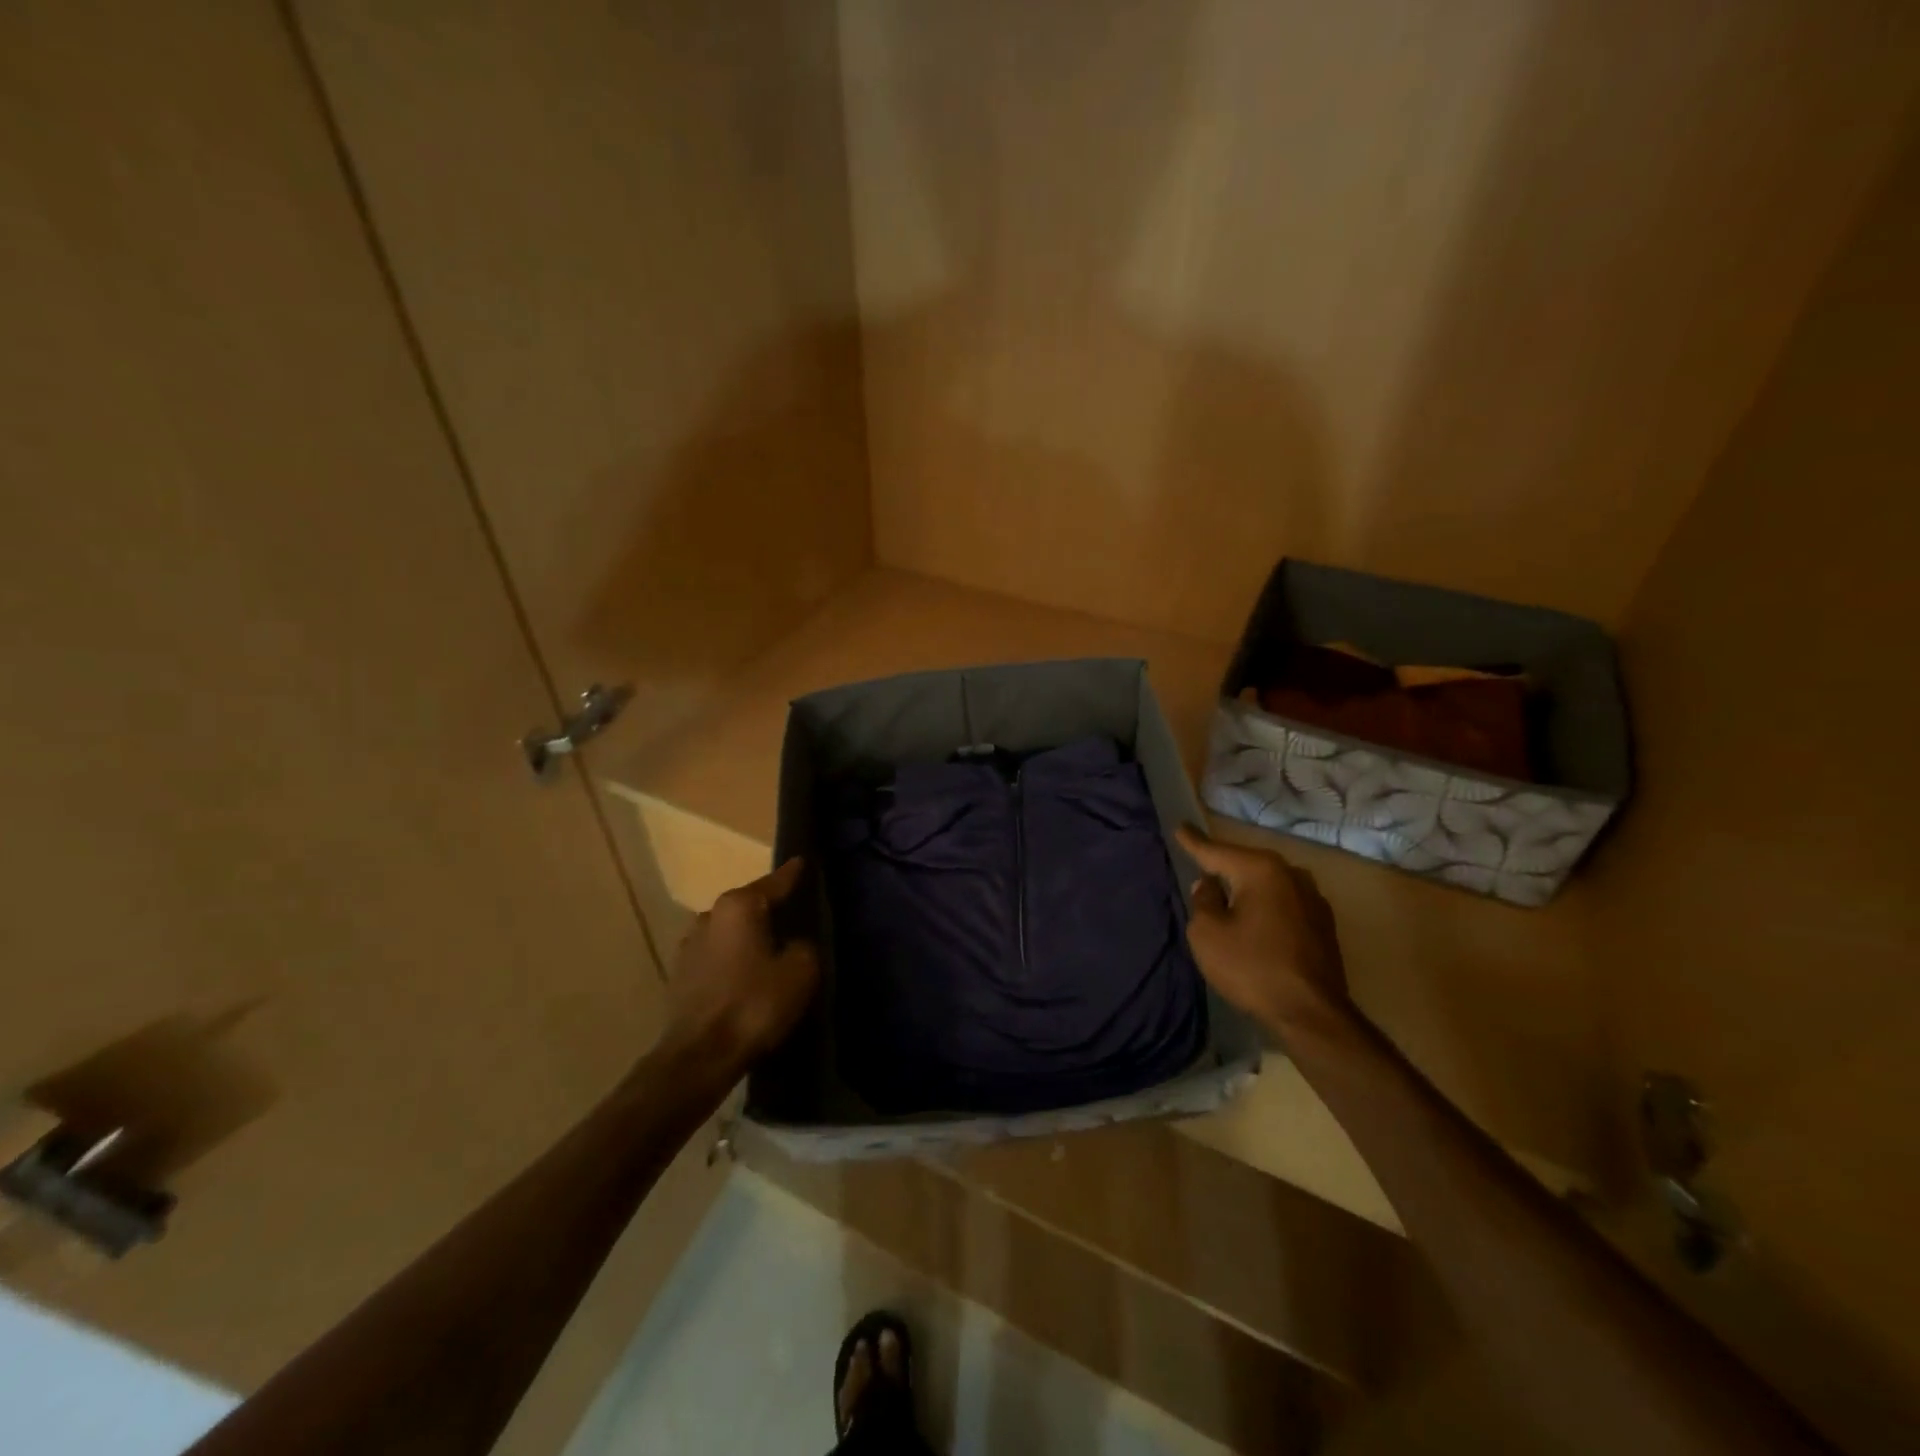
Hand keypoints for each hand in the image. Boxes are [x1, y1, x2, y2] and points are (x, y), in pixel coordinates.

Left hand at [663, 857, 819, 1069]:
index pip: (776, 881)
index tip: (804, 862)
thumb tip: (795, 943)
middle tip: (796, 914)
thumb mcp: (800, 971)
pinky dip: (735, 960)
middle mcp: (709, 915)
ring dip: (750, 937)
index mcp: (739, 905)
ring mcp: (689, 945)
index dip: (794, 874)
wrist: (698, 1057)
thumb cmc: (754, 1004)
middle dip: (770, 909)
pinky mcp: (680, 975)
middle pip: (749, 905)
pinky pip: (718, 956)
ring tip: (772, 949)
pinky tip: (748, 976)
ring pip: (731, 931)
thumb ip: (804, 946)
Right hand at [1178, 825, 1351, 1039]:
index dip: (1194, 842)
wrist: (1312, 1014)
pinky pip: (1284, 904)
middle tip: (1202, 864)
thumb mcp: (1207, 934)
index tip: (1181, 827)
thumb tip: (1209, 885)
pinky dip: (1267, 907)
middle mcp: (1292, 874)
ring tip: (1229, 895)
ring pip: (1269, 884)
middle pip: (1247, 864)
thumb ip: (1203, 901)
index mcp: (1261, 870)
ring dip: (1249, 889)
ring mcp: (1313, 899)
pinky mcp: (1324, 924)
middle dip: (1225, 865)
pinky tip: (1257, 921)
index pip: (1217, 851)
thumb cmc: (1251, 968)